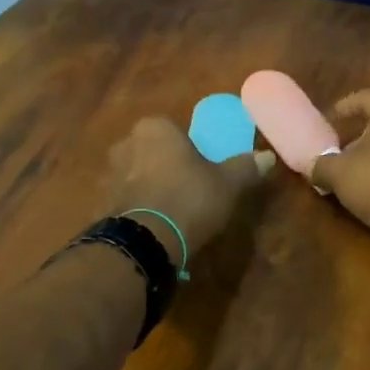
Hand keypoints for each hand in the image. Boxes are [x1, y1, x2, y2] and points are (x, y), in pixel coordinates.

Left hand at [104, 117, 273, 259]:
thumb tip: (267, 157)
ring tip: (173, 212)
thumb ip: (245, 167)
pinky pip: (127, 201)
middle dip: (166, 166)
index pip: (173, 130)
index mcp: (154, 128)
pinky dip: (139, 209)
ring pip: (136, 175)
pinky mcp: (101, 205)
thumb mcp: (228, 183)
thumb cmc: (190, 197)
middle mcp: (126, 144)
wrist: (146, 241)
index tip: (202, 168)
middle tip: (189, 188)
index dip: (189, 149)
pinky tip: (156, 226)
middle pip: (152, 151)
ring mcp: (109, 175)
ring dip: (150, 188)